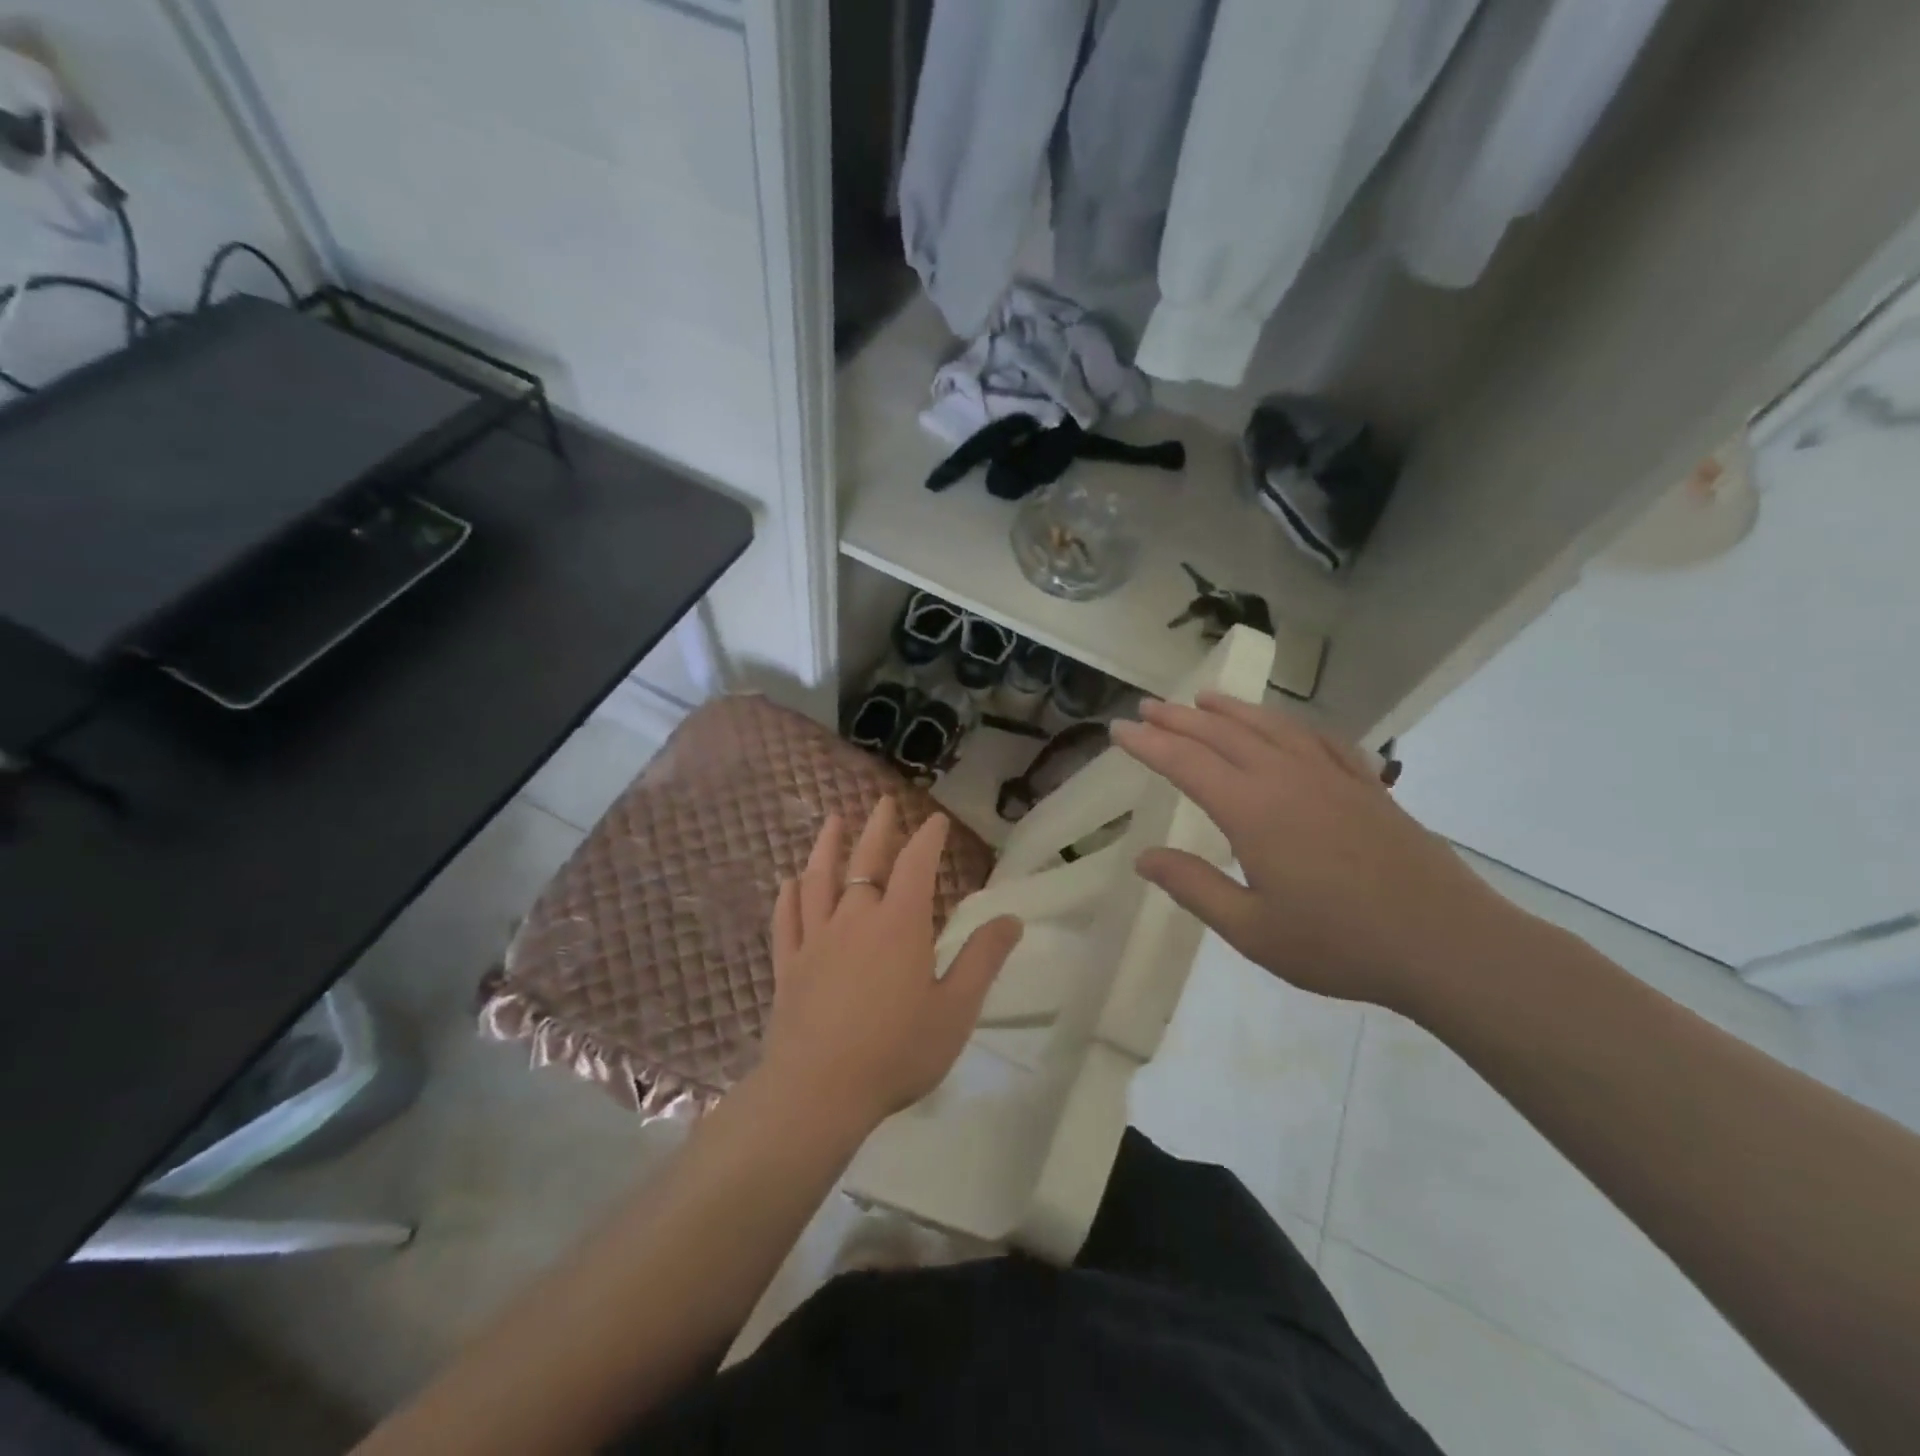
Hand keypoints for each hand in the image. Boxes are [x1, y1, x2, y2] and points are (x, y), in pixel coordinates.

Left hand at [756, 798, 1022, 1135]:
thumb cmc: (896, 1052)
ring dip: (827, 847)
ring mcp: (816, 939)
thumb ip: (982, 960)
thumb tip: (1011, 918)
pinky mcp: (789, 965)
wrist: (818, 1092)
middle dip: (878, 828)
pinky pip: (786, 919)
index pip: (916, 864)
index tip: (936, 819)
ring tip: (832, 821)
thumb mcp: (956, 1010)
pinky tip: (789, 882)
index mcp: (900, 924)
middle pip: (866, 860)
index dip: (927, 837)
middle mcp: (855, 918)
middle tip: (883, 802)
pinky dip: (788, 896)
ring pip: (819, 880)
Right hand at [1110, 695, 1521, 1011]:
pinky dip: (1289, 724)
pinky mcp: (1366, 786)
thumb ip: (1194, 887)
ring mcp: (1331, 777)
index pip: (1186, 763)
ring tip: (1202, 699)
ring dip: (1230, 710)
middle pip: (1222, 735)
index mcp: (1253, 811)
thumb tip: (1144, 857)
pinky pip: (1318, 739)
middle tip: (1147, 707)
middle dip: (1179, 719)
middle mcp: (1287, 779)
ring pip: (1270, 727)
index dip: (1148, 744)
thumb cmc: (1340, 944)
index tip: (1118, 729)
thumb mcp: (1252, 930)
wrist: (1448, 945)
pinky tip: (1281, 726)